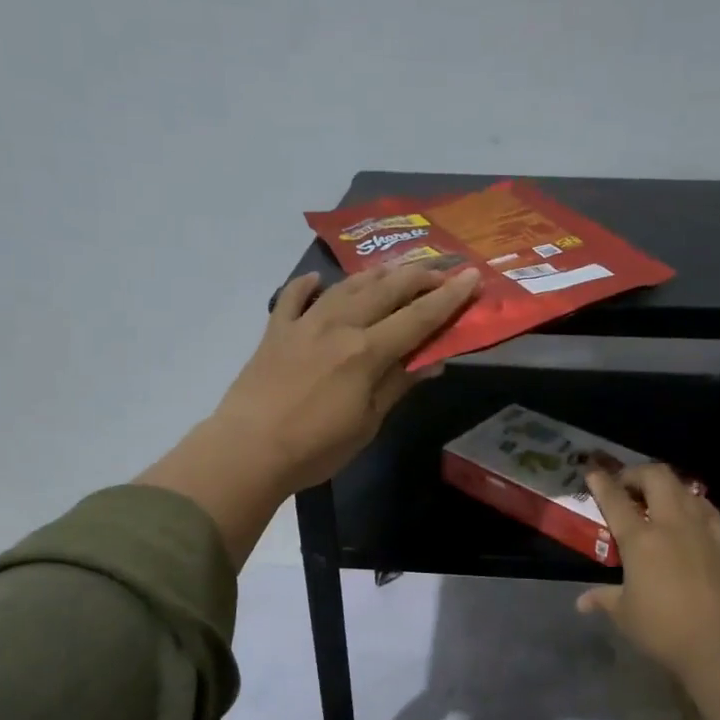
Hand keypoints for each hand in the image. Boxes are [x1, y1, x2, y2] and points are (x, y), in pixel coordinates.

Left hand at [137, 263, 480, 565]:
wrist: (247, 450)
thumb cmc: (315, 447)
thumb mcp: (367, 424)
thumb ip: (397, 385)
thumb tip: (432, 360)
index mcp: (367, 351)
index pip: (418, 317)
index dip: (448, 298)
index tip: (471, 278)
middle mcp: (339, 326)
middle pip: (386, 291)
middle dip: (418, 277)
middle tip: (440, 271)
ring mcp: (304, 324)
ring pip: (346, 287)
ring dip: (375, 274)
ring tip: (394, 269)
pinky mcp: (275, 331)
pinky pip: (293, 297)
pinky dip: (307, 285)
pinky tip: (317, 280)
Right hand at [576, 465, 719, 719]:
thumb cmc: (664, 629)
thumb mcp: (625, 614)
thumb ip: (604, 599)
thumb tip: (582, 603)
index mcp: (640, 539)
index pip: (616, 499)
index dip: (601, 482)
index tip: (592, 472)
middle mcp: (671, 524)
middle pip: (656, 477)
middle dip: (637, 473)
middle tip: (626, 486)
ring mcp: (702, 529)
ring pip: (684, 488)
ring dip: (665, 486)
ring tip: (654, 499)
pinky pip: (706, 508)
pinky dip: (691, 503)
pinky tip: (688, 515)